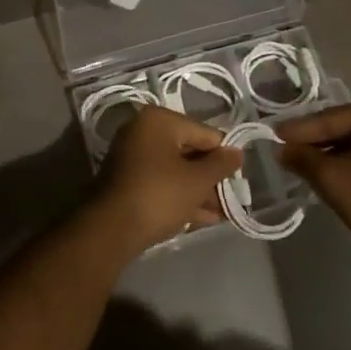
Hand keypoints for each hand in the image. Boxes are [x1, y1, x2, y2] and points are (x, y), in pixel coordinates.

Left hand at [96, 105, 241, 251]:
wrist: (111, 229)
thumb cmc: (159, 194)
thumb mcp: (197, 181)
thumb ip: (221, 165)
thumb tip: (237, 152)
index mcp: (159, 120)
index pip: (204, 133)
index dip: (225, 156)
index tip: (240, 178)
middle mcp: (143, 131)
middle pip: (189, 151)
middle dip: (211, 177)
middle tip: (232, 199)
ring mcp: (133, 156)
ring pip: (176, 170)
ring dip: (199, 191)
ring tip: (223, 213)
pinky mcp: (128, 181)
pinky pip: (162, 183)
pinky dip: (181, 197)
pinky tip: (203, 218)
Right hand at [278, 100, 350, 264]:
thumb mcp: (333, 180)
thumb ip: (303, 159)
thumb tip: (281, 149)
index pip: (333, 118)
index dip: (300, 130)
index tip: (274, 135)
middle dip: (320, 142)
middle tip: (290, 150)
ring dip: (339, 154)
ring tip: (310, 164)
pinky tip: (341, 175)